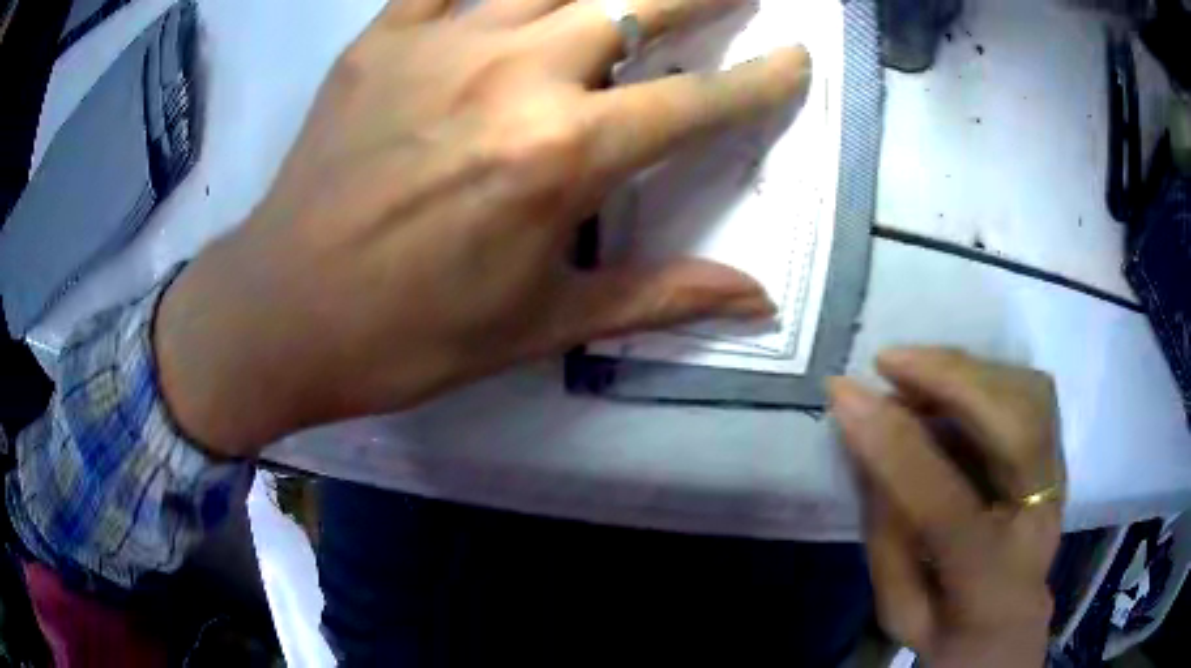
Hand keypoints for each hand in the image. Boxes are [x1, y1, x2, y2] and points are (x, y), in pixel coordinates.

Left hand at [154, 0, 810, 455]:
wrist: (282, 314)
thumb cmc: (409, 335)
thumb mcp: (542, 325)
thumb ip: (660, 298)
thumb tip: (757, 299)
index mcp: (561, 156)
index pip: (696, 103)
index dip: (761, 82)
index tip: (797, 60)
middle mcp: (514, 76)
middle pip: (635, 3)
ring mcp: (439, 45)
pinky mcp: (378, 40)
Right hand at [828, 349, 1063, 667]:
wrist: (1008, 630)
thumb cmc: (947, 629)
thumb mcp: (899, 606)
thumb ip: (886, 531)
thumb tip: (866, 445)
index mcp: (989, 580)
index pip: (947, 505)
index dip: (895, 445)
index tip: (844, 395)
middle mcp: (1038, 521)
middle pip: (1016, 429)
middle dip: (951, 379)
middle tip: (888, 362)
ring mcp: (1058, 483)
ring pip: (1031, 396)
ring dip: (969, 370)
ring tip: (915, 369)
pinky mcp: (1058, 458)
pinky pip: (1033, 394)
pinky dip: (988, 376)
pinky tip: (951, 383)